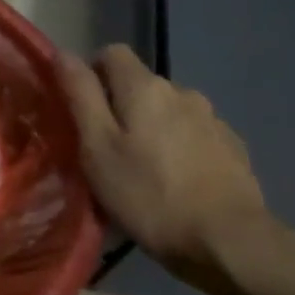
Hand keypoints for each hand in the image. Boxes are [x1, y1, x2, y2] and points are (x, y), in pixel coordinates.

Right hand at [58, 45, 270, 286]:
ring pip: (167, 111)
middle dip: (118, 106)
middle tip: (103, 149)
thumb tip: (62, 53)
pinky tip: (173, 182)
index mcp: (145, 88)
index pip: (111, 53)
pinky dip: (176, 148)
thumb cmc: (148, 195)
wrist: (229, 241)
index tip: (79, 110)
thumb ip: (80, 96)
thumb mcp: (97, 147)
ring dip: (149, 128)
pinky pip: (192, 134)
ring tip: (139, 170)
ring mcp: (212, 119)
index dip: (90, 73)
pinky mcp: (231, 147)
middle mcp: (182, 92)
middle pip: (139, 84)